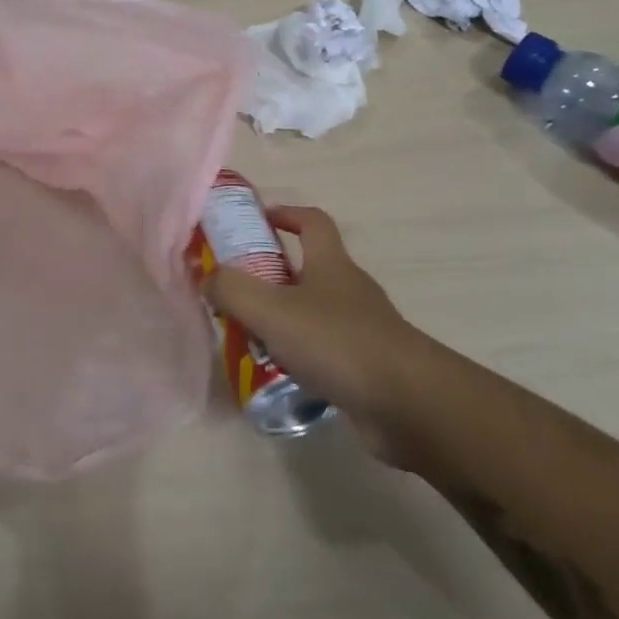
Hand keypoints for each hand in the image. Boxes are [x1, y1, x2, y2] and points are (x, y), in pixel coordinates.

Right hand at [204, 206, 435, 469]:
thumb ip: (232, 289)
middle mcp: (349, 290)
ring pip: (315, 314)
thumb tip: (208, 278)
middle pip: (309, 269)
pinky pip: (326, 352)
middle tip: (236, 293)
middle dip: (272, 276)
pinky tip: (279, 376)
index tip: (258, 221)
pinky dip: (302, 357)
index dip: (286, 214)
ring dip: (283, 321)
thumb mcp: (272, 310)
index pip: (312, 221)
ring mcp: (362, 329)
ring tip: (248, 340)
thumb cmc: (338, 343)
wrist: (409, 405)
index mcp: (331, 264)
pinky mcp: (368, 367)